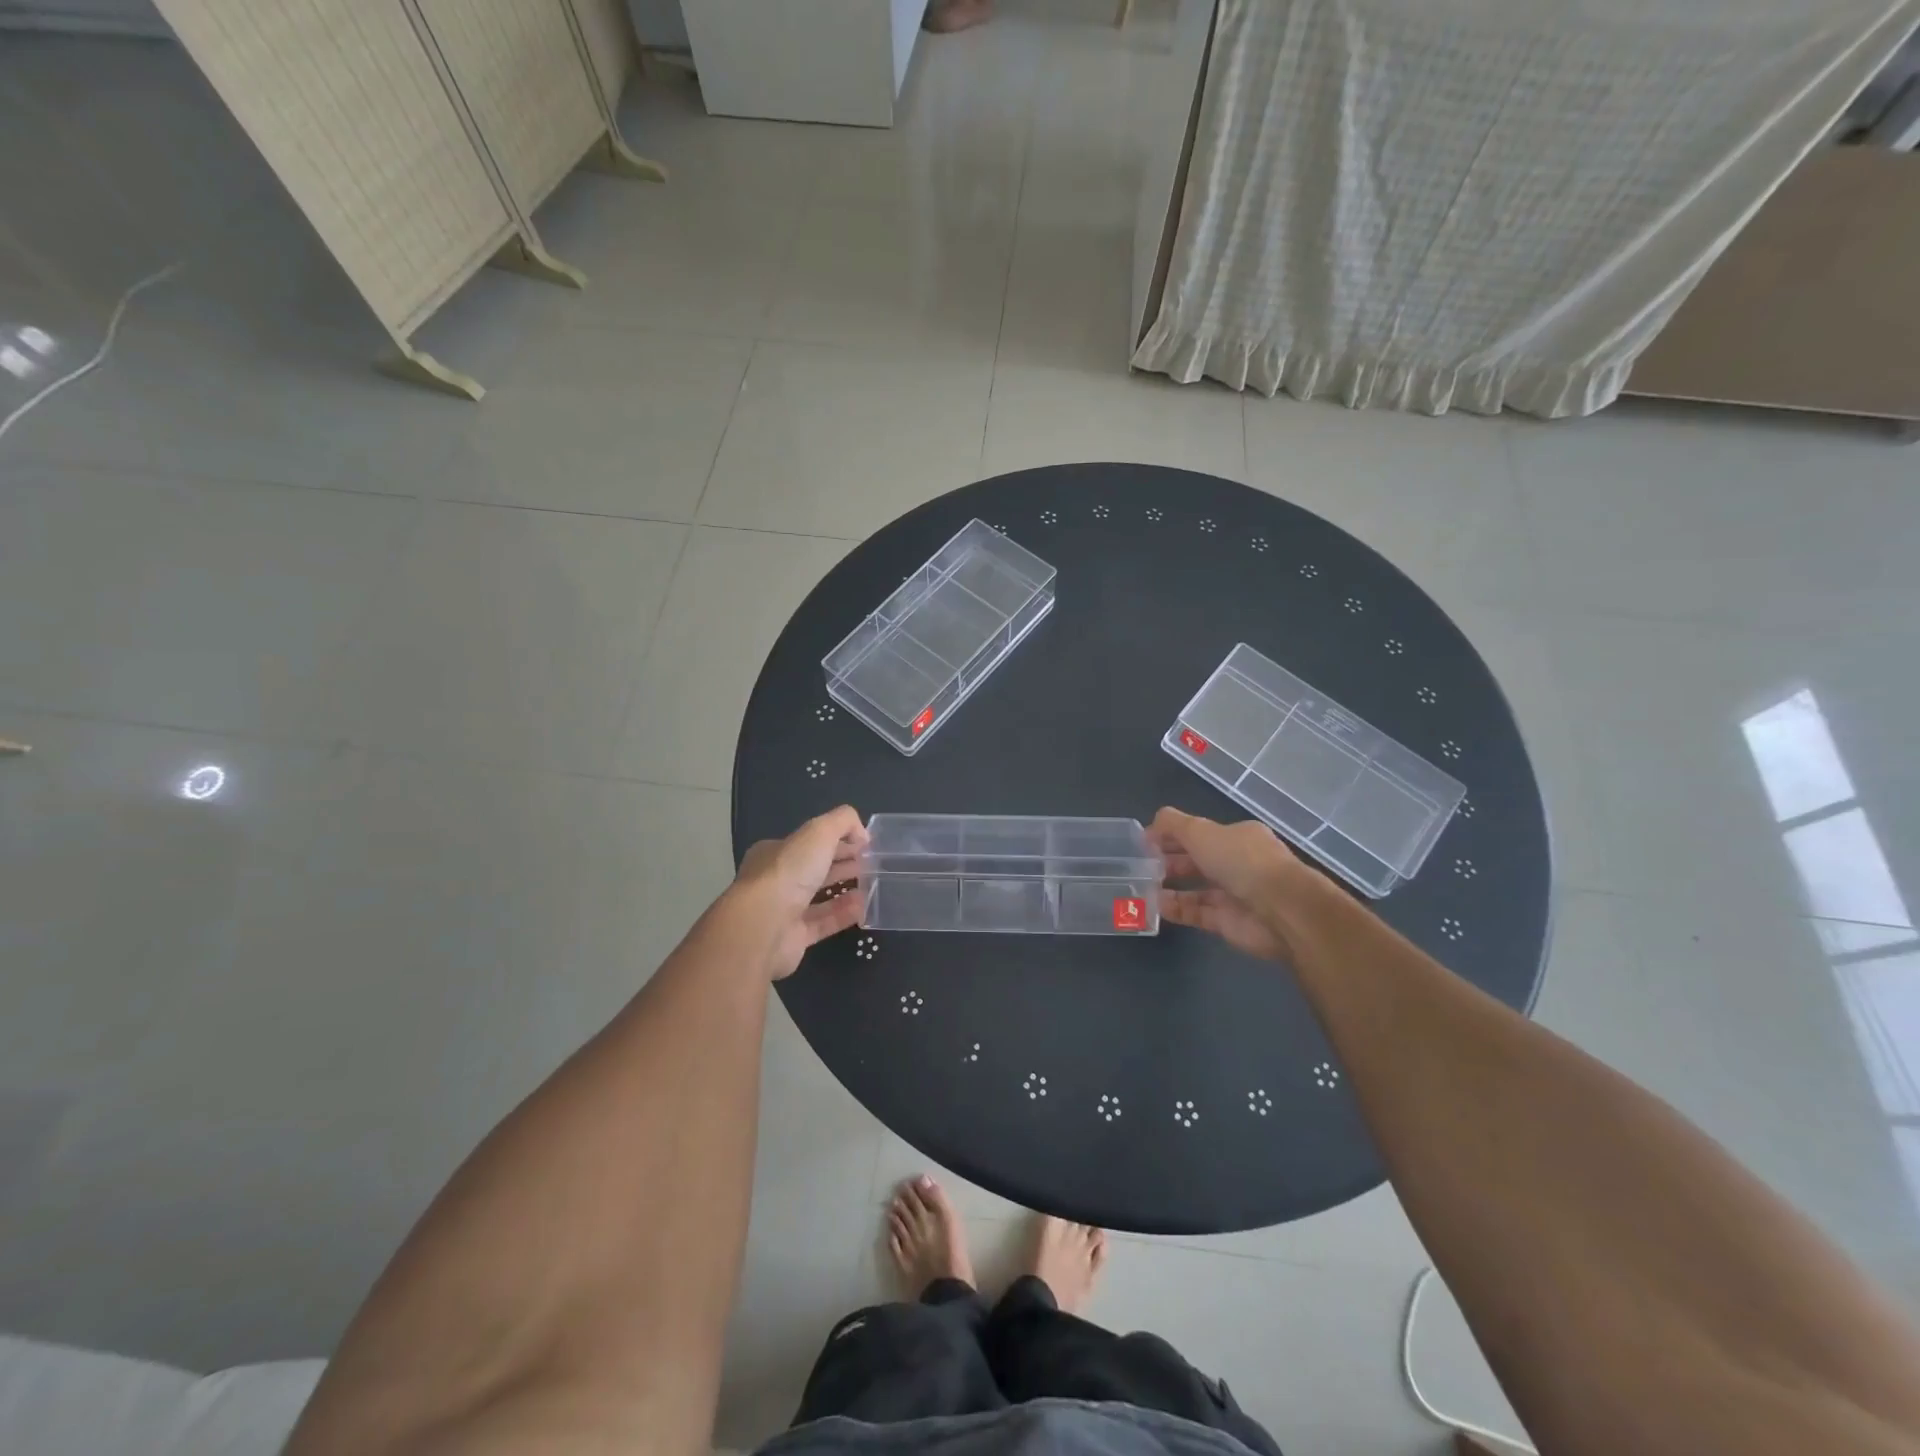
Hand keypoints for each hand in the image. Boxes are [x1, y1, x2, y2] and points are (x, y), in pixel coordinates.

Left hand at [734, 806, 868, 978]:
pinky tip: (864, 908)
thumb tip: (862, 834)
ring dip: (845, 889)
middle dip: (842, 863)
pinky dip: (843, 914)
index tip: (863, 844)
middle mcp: (776, 880)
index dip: (837, 839)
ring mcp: (783, 911)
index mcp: (775, 852)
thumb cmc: (788, 872)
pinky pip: (823, 923)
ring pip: (819, 897)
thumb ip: (842, 822)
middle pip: (814, 868)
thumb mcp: (818, 831)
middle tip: (871, 863)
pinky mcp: (793, 938)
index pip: (809, 842)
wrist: (763, 926)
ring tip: (872, 884)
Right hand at [1147, 807, 1324, 962]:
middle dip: (1168, 861)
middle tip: (1140, 865)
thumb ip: (1173, 825)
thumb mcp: (1201, 831)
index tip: (1145, 842)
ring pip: (1195, 888)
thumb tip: (1151, 826)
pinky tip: (1154, 905)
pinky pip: (1196, 913)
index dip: (1172, 835)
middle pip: (1197, 860)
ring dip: (1169, 886)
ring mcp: (1233, 894)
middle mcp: (1237, 863)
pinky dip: (1175, 909)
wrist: (1281, 910)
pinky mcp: (1228, 923)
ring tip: (1140, 885)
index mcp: (1237, 837)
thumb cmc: (1240, 860)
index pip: (1200, 833)